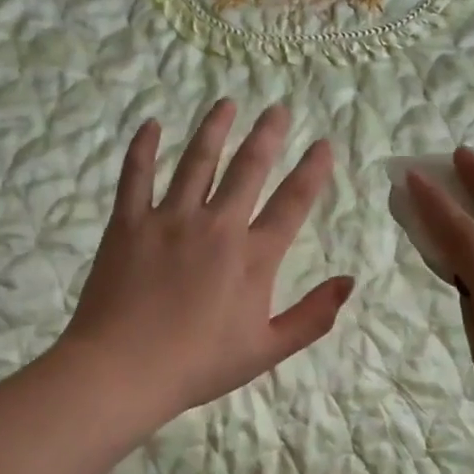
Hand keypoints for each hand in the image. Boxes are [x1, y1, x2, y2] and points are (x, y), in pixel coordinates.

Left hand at [59, 100, 353, 421]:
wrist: (123, 370)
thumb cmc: (199, 365)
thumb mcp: (266, 350)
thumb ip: (312, 316)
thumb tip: (349, 282)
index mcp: (253, 258)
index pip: (292, 203)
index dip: (311, 171)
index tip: (323, 144)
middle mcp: (216, 226)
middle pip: (248, 169)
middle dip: (267, 135)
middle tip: (278, 108)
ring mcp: (170, 219)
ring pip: (197, 161)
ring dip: (214, 129)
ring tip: (227, 103)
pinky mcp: (129, 223)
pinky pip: (136, 175)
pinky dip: (143, 147)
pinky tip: (150, 124)